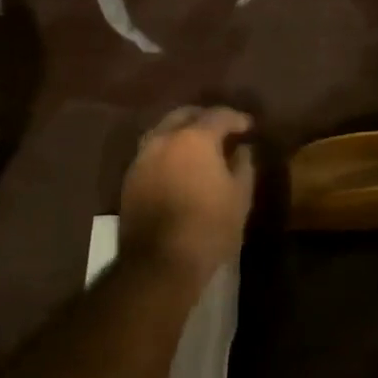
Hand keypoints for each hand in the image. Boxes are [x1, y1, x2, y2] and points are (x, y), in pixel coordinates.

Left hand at [119, 105, 256, 285]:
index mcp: (194, 138)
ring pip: (162, 131)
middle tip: (222, 130)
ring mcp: (142, 158)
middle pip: (184, 115)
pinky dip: (167, 151)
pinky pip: (151, 152)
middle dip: (204, 118)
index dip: (236, 118)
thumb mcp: (240, 197)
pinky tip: (178, 166)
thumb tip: (242, 150)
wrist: (159, 263)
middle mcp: (163, 139)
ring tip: (198, 146)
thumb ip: (243, 166)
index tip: (248, 127)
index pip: (218, 115)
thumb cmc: (209, 227)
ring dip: (181, 132)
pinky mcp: (129, 178)